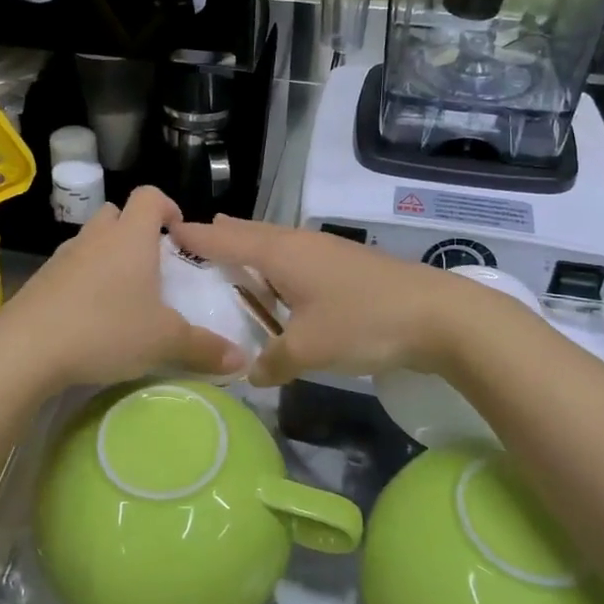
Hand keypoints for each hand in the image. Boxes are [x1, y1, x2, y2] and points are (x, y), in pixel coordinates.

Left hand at [0, 187, 246, 390]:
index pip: (149, 196)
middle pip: (117, 213)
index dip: (167, 205)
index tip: (178, 231)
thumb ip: (204, 348)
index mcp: (131, 237)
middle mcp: (96, 237)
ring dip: (107, 255)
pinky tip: (89, 315)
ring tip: (121, 293)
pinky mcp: (39, 280)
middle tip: (151, 264)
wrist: (26, 349)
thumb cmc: (105, 330)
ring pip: (91, 241)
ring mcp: (63, 257)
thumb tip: (242, 359)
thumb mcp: (164, 341)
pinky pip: (69, 268)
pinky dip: (82, 280)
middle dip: (135, 230)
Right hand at [172, 216, 484, 386]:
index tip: (166, 230)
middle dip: (221, 237)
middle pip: (250, 234)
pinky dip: (275, 268)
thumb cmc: (363, 323)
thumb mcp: (308, 350)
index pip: (225, 240)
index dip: (195, 237)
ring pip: (275, 245)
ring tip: (230, 260)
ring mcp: (325, 252)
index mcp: (280, 253)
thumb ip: (272, 362)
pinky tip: (280, 288)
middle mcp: (298, 243)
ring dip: (250, 252)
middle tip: (193, 242)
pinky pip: (295, 260)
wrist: (438, 315)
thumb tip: (252, 373)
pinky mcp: (345, 267)